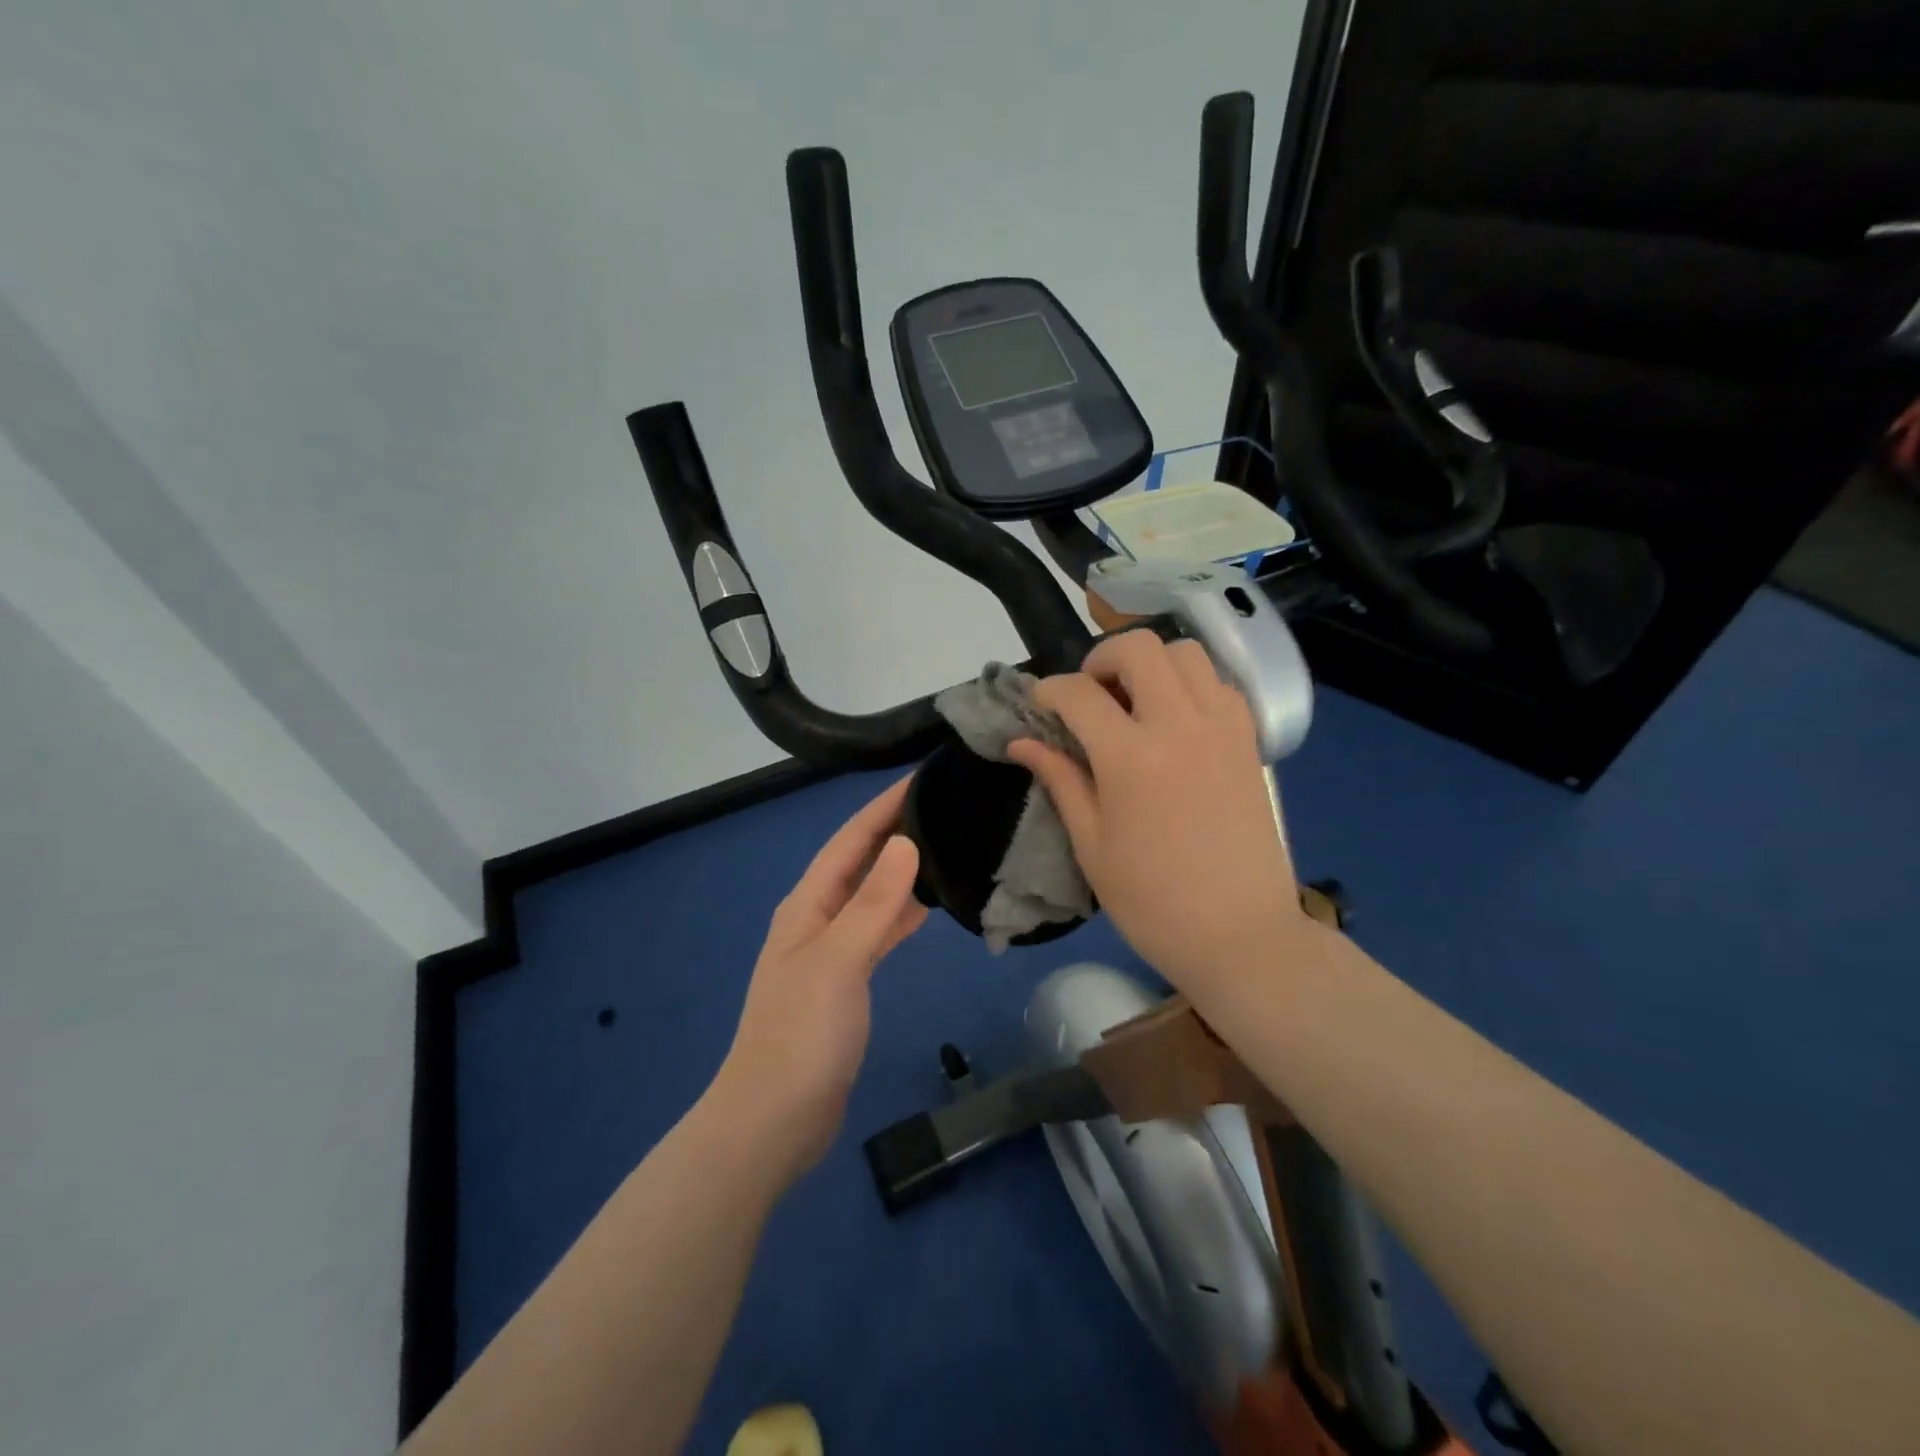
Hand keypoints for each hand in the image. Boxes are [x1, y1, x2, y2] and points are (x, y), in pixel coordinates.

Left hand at [708, 778, 926, 1187]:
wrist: (773, 1120)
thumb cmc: (801, 1035)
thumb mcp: (838, 961)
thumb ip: (872, 904)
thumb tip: (905, 844)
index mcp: (807, 904)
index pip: (850, 840)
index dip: (883, 807)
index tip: (922, 777)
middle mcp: (816, 918)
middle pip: (859, 862)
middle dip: (895, 830)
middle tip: (944, 807)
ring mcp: (831, 951)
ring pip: (871, 895)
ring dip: (901, 870)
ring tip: (944, 846)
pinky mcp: (846, 981)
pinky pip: (877, 931)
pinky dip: (901, 914)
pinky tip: (927, 906)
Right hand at [1008, 631, 1306, 997]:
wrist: (1241, 935)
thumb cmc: (1152, 901)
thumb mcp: (1091, 844)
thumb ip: (1060, 780)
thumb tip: (1020, 742)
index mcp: (1131, 757)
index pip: (1079, 694)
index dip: (1048, 691)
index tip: (1039, 704)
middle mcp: (1180, 725)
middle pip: (1139, 647)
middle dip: (1101, 658)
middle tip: (1090, 695)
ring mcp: (1222, 728)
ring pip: (1186, 653)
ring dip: (1151, 664)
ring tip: (1134, 702)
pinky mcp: (1249, 741)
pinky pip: (1219, 683)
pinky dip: (1191, 683)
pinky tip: (1175, 721)